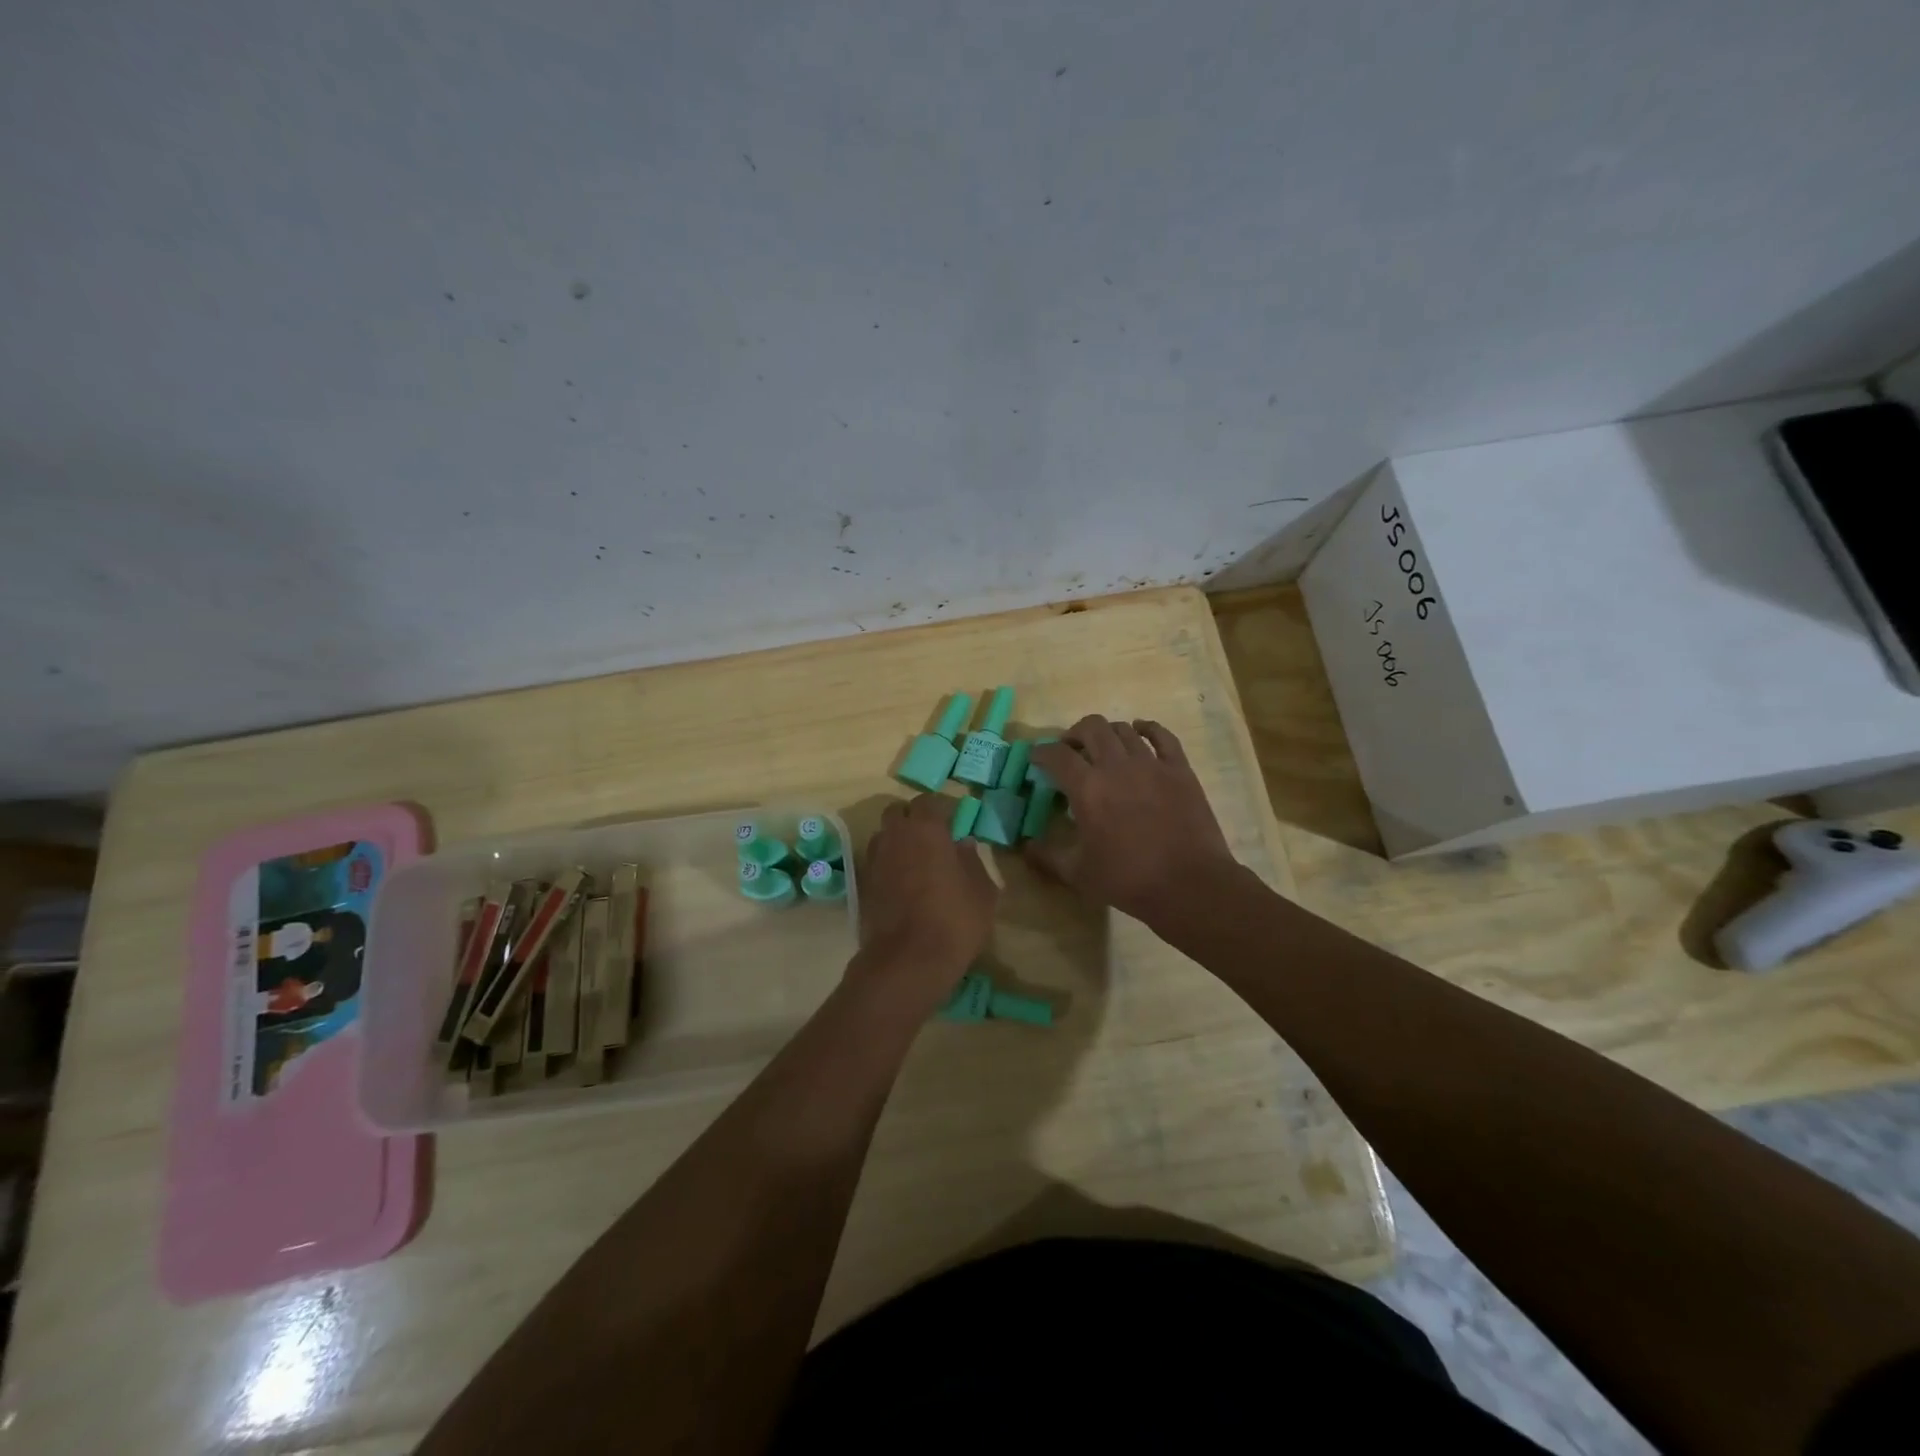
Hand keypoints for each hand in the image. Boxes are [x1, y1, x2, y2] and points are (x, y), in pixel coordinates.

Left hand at [850, 794, 998, 1009]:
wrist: (908, 961)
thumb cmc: (954, 920)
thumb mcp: (982, 892)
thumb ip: (973, 861)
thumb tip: (964, 844)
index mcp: (926, 829)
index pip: (928, 801)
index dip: (941, 809)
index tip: (954, 823)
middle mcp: (895, 836)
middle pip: (898, 813)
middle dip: (913, 819)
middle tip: (933, 839)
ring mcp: (875, 860)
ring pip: (884, 836)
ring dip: (898, 841)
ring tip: (917, 862)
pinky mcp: (863, 885)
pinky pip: (877, 862)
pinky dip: (889, 865)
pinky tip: (905, 885)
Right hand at [1024, 716, 1239, 927]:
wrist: (1189, 885)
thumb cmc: (1128, 880)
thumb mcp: (1077, 874)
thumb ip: (1047, 856)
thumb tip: (1025, 846)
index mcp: (1087, 788)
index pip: (1056, 755)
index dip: (1041, 752)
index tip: (1036, 758)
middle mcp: (1116, 766)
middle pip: (1091, 728)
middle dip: (1074, 734)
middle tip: (1070, 750)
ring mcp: (1151, 764)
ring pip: (1123, 729)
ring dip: (1107, 733)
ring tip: (1103, 747)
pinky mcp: (1179, 769)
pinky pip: (1162, 736)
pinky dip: (1148, 728)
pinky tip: (1141, 730)